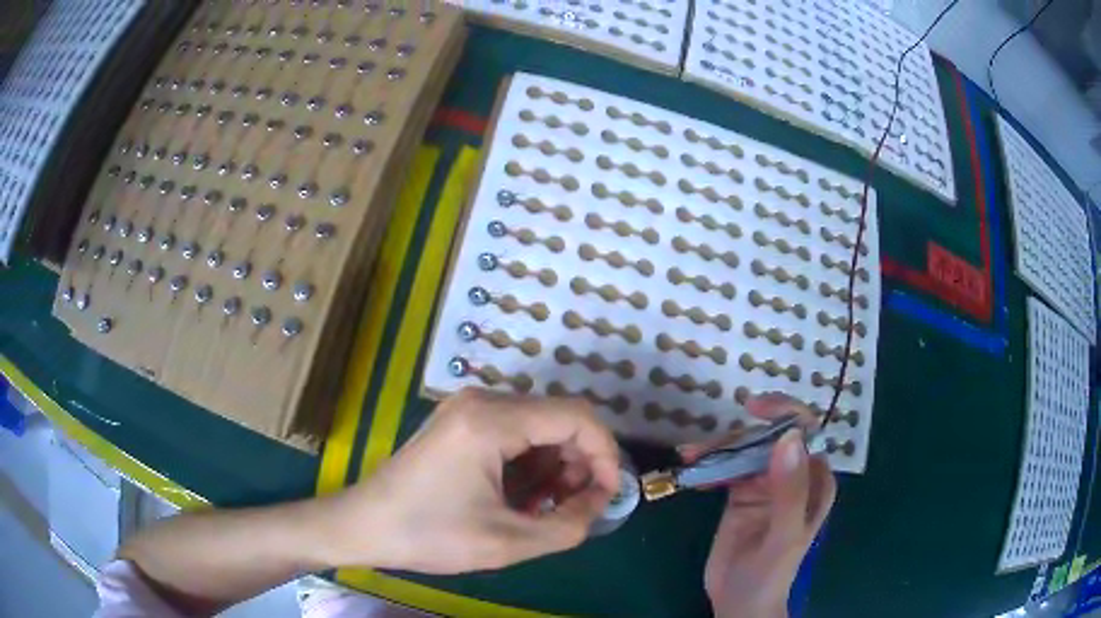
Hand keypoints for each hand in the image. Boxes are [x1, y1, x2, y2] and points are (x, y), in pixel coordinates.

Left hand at [325, 387, 619, 573]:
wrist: (363, 525)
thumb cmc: (429, 534)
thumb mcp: (507, 542)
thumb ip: (568, 525)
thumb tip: (599, 502)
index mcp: (492, 420)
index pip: (577, 418)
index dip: (605, 455)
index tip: (608, 496)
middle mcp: (482, 400)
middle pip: (560, 419)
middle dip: (580, 464)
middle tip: (576, 508)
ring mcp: (468, 408)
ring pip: (539, 426)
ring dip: (556, 466)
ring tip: (547, 508)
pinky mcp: (460, 422)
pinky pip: (514, 433)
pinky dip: (531, 464)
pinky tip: (523, 497)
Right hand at [683, 393, 836, 617]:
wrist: (740, 601)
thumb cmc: (771, 572)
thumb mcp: (784, 534)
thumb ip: (790, 490)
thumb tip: (788, 437)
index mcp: (814, 480)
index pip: (804, 433)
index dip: (783, 413)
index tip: (753, 409)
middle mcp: (792, 475)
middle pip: (769, 437)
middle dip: (739, 435)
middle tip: (704, 447)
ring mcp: (765, 483)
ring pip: (744, 450)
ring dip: (718, 448)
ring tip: (690, 455)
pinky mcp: (741, 494)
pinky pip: (726, 467)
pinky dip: (709, 463)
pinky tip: (692, 468)